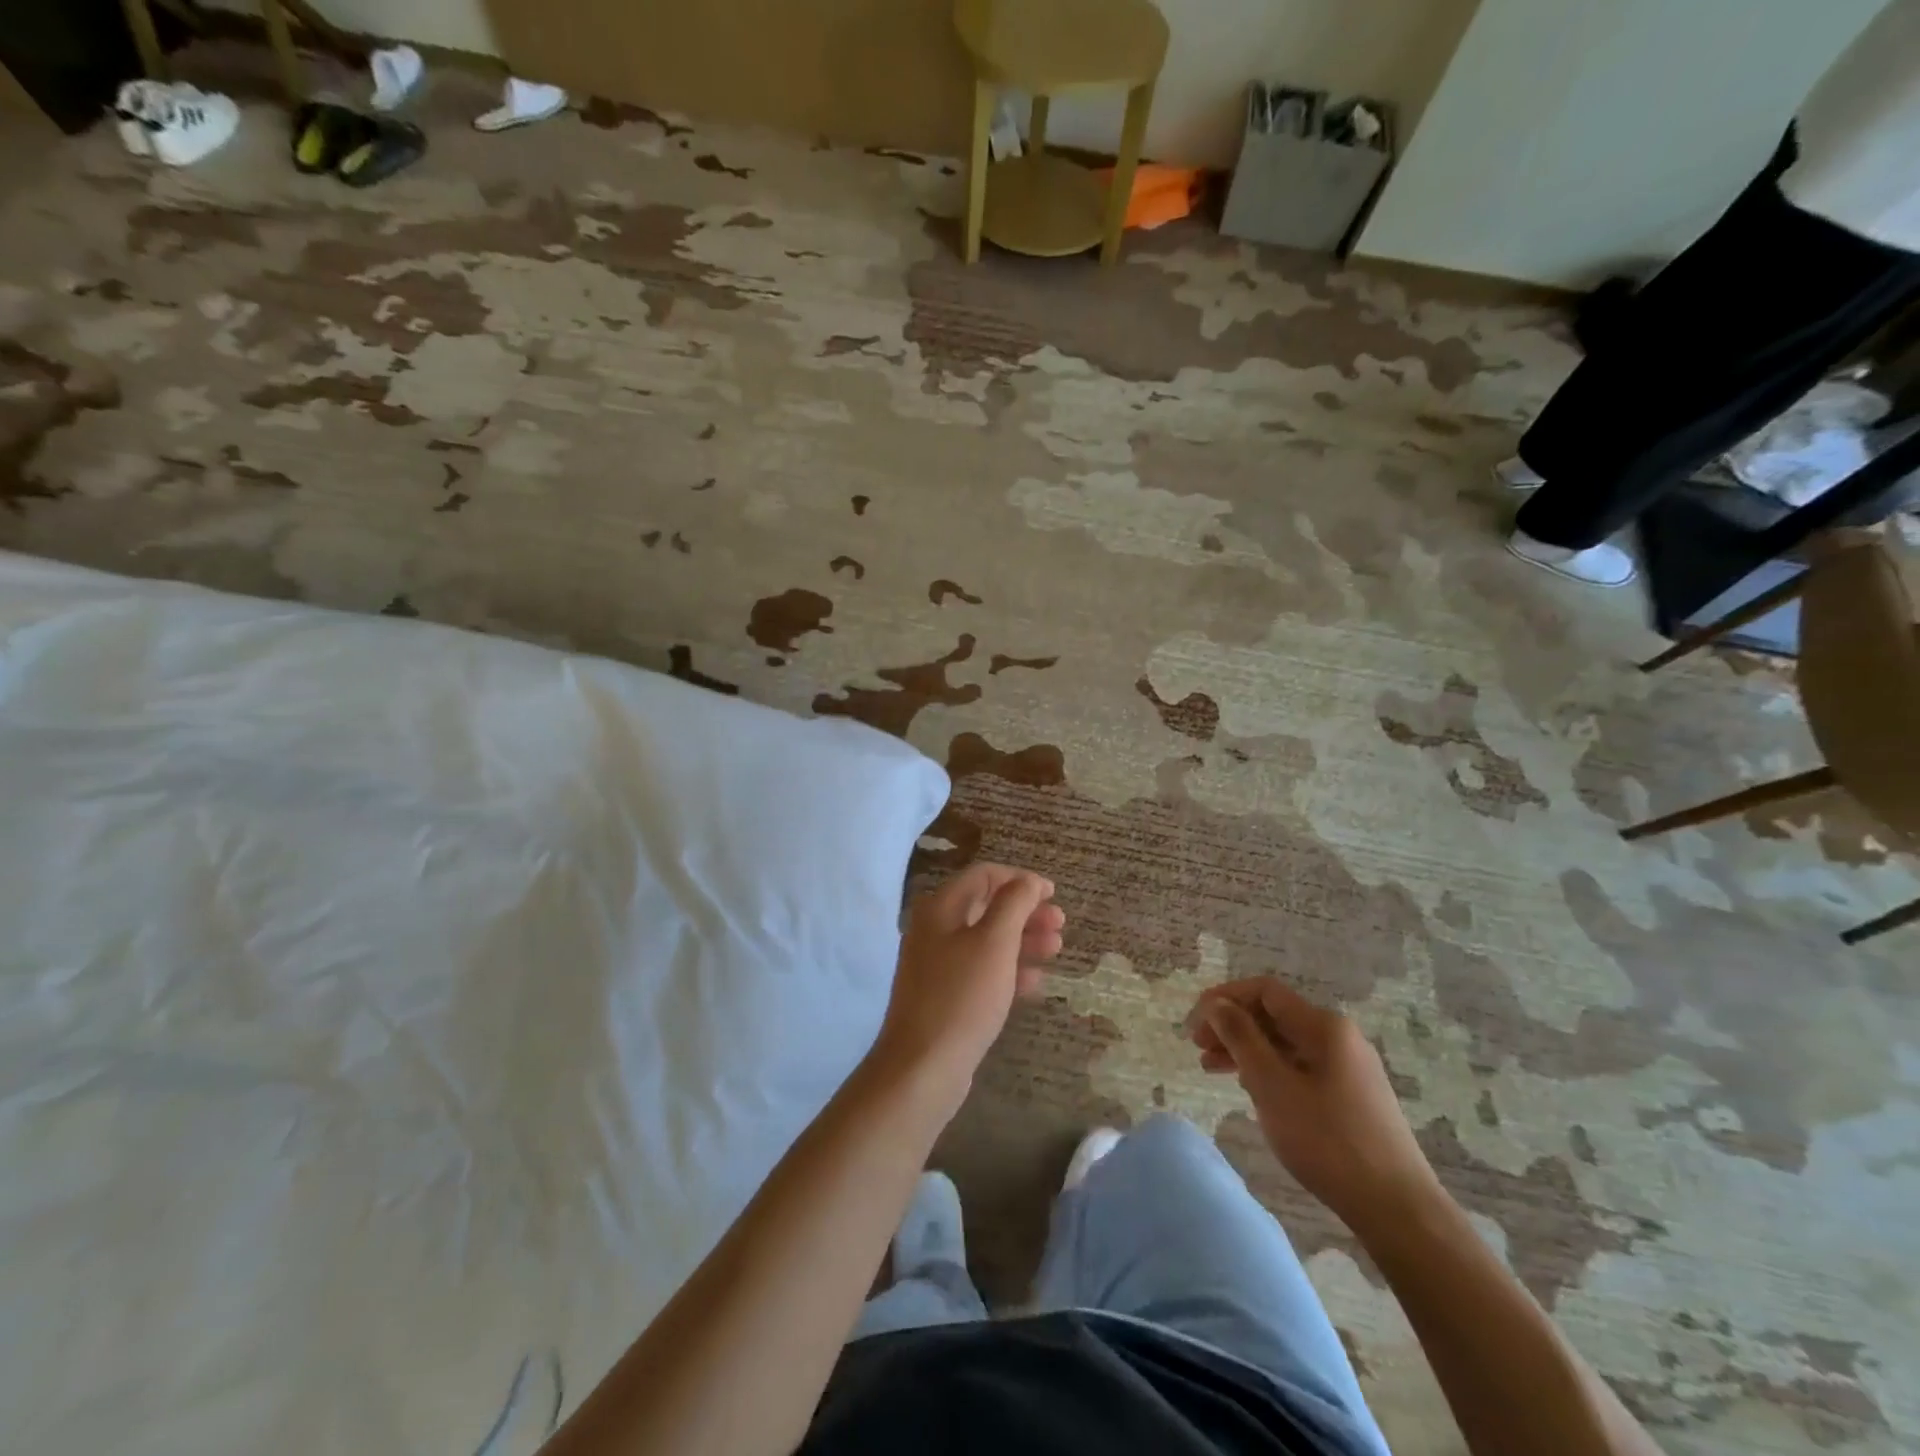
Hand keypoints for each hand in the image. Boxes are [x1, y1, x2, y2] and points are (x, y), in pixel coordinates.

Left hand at [870, 864, 1064, 1114]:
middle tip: (1060, 924)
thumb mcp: (994, 943)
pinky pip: (982, 972)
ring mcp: (938, 965)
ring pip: (987, 941)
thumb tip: (1027, 881)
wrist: (923, 1067)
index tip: (1053, 893)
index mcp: (940, 908)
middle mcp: (935, 929)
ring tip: (1056, 949)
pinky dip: (1009, 971)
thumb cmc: (962, 996)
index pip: (983, 876)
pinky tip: (1035, 983)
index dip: (1020, 879)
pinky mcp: (946, 996)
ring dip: (1023, 941)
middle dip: (1026, 912)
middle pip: (987, 907)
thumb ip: (1014, 904)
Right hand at [1189, 979, 1438, 1232]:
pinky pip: (1300, 1067)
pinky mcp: (1352, 1096)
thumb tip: (1217, 1004)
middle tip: (1198, 1048)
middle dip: (1232, 1026)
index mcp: (1324, 1026)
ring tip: (1212, 1070)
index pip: (1264, 991)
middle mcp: (1339, 1037)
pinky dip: (1269, 1071)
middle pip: (1274, 1016)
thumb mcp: (1272, 1084)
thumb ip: (1240, 1037)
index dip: (1225, 998)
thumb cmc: (1327, 1140)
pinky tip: (1251, 1091)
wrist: (1397, 1208)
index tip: (1195, 1020)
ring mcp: (1349, 1067)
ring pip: (1285, 1044)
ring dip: (1246, 1050)